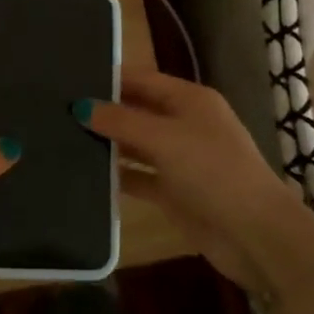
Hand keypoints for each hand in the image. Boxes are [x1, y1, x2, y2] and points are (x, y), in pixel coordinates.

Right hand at [81, 69, 313, 291]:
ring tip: (62, 137)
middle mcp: (185, 124)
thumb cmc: (213, 172)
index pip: (143, 79)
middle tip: (58, 109)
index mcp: (190, 100)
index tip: (70, 78)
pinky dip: (118, 175)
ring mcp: (180, 160)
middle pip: (138, 110)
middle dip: (104, 110)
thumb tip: (81, 107)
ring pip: (136, 144)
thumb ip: (121, 121)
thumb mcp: (165, 139)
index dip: (110, 78)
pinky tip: (85, 174)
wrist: (255, 235)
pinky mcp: (175, 192)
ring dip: (108, 143)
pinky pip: (139, 177)